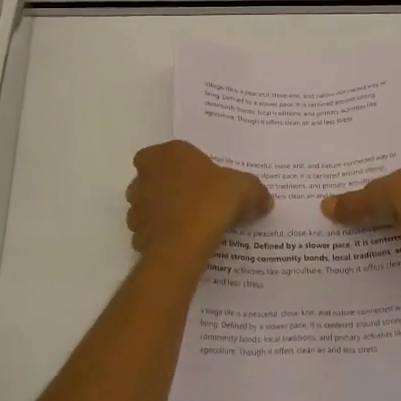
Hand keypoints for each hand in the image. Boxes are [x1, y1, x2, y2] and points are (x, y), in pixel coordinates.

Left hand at [127, 140, 271, 255]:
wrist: (182, 246)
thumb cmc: (210, 202)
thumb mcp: (244, 189)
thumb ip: (255, 190)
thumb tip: (265, 200)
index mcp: (166, 153)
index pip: (173, 153)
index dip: (189, 166)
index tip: (207, 179)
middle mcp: (145, 175)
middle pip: (158, 177)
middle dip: (174, 187)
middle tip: (199, 200)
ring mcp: (137, 205)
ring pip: (151, 204)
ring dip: (166, 211)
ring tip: (193, 224)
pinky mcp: (136, 233)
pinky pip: (152, 230)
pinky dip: (164, 235)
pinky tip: (184, 243)